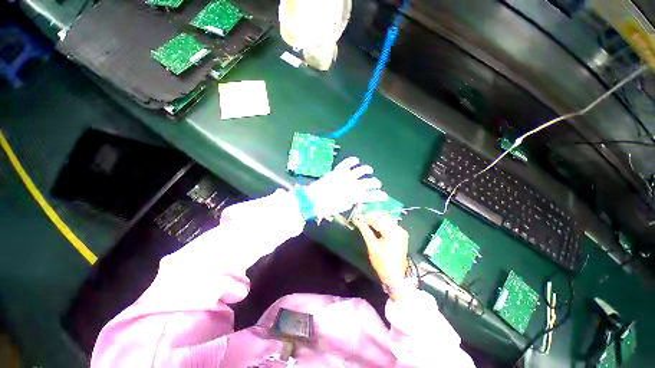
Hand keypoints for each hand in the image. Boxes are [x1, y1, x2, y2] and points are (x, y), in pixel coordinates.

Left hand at [305, 157, 387, 218]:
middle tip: (377, 183)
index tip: (384, 196)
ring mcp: (347, 176)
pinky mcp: (339, 170)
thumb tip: (355, 197)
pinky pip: (348, 162)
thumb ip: (351, 200)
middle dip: (376, 183)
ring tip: (369, 169)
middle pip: (370, 182)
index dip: (380, 196)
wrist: (315, 200)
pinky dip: (352, 160)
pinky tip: (356, 160)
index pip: (372, 196)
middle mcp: (355, 185)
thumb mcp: (343, 206)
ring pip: (362, 170)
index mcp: (356, 196)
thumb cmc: (328, 207)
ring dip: (367, 169)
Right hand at [354, 215, 408, 299]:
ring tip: (366, 221)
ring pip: (387, 219)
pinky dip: (382, 223)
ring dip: (376, 219)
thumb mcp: (372, 246)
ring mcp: (401, 231)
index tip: (356, 217)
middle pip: (382, 217)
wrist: (395, 276)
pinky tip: (375, 225)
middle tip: (360, 218)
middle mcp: (399, 229)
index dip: (365, 218)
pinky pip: (391, 224)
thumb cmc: (382, 263)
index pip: (376, 220)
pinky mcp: (402, 234)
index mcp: (392, 232)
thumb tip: (357, 220)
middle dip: (371, 217)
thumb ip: (365, 231)